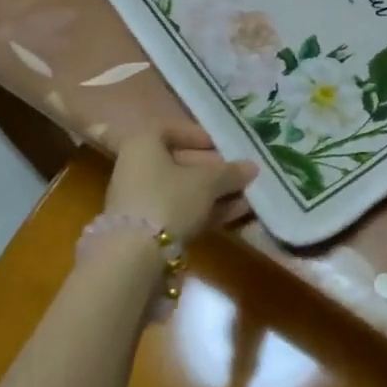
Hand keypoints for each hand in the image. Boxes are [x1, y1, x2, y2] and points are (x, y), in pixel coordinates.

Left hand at [105, 123, 257, 245]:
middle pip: (179, 162)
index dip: (197, 136)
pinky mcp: (147, 228)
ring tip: (246, 197)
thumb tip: (252, 166)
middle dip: (213, 169)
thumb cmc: (169, 199)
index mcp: (142, 144)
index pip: (170, 130)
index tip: (221, 146)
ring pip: (182, 190)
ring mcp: (140, 199)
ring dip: (214, 192)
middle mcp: (136, 167)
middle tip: (240, 174)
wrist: (134, 256)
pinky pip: (180, 211)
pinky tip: (235, 215)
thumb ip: (230, 172)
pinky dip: (204, 210)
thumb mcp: (206, 182)